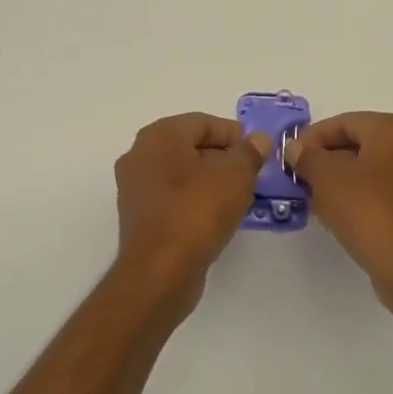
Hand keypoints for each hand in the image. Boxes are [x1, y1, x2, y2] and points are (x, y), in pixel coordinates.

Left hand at [113, 113, 270, 298]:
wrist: (161, 271)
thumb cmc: (198, 211)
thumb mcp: (236, 176)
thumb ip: (250, 152)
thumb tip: (258, 140)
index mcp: (159, 136)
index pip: (202, 122)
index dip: (234, 134)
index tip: (257, 152)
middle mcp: (139, 155)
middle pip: (189, 146)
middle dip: (222, 157)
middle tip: (251, 173)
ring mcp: (134, 187)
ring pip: (180, 173)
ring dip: (209, 180)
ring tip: (238, 196)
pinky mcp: (137, 216)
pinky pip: (171, 197)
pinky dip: (193, 199)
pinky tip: (216, 215)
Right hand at [289, 112, 392, 310]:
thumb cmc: (369, 212)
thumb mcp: (327, 180)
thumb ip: (307, 157)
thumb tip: (296, 147)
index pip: (345, 122)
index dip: (312, 137)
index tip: (290, 157)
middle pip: (360, 142)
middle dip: (326, 158)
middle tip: (299, 177)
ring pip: (372, 166)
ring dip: (341, 178)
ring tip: (313, 196)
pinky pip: (385, 187)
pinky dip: (361, 193)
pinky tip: (338, 212)